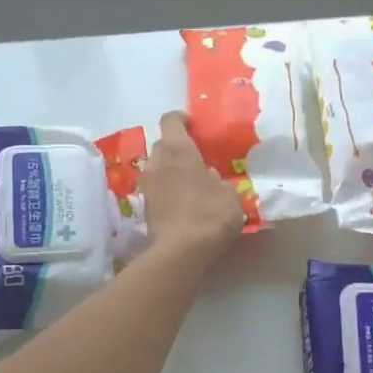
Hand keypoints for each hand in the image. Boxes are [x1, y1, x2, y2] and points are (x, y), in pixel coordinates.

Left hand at [140, 111, 244, 264]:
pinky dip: (167, 191)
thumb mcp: (229, 193)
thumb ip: (216, 179)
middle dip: (176, 148)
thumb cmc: (210, 214)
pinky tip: (183, 203)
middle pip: (162, 145)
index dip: (182, 119)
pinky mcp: (144, 208)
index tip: (194, 126)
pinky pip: (157, 190)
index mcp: (178, 151)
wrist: (180, 252)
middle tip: (196, 159)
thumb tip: (206, 176)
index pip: (171, 120)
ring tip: (190, 184)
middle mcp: (157, 163)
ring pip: (157, 168)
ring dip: (170, 171)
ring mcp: (147, 186)